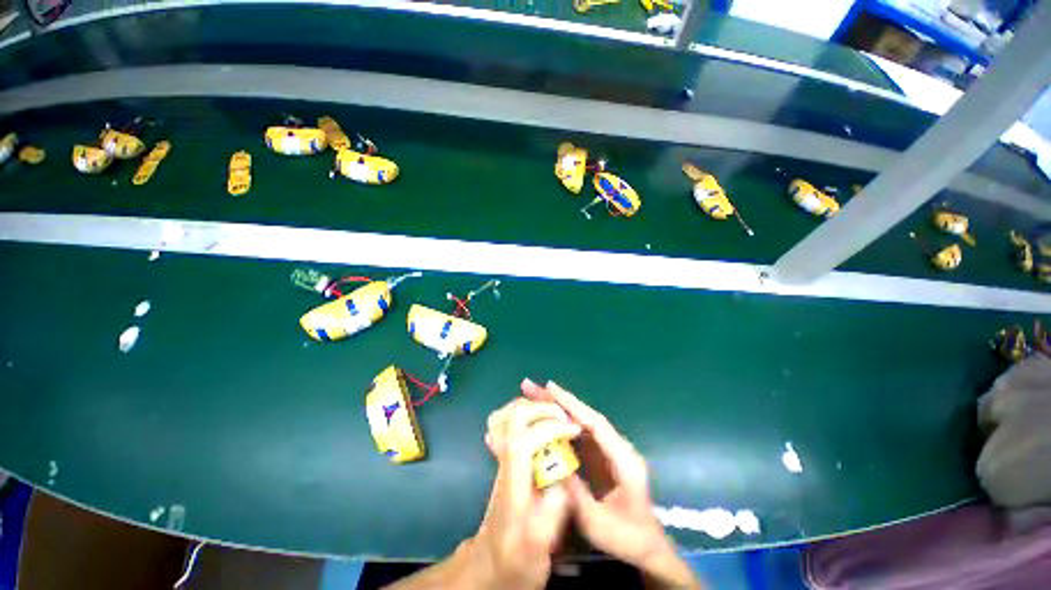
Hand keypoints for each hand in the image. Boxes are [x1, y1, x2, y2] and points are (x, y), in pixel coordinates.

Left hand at [471, 397, 581, 588]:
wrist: (489, 564)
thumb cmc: (514, 559)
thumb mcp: (535, 549)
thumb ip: (549, 516)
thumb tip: (562, 480)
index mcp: (512, 479)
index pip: (525, 438)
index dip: (552, 428)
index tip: (574, 430)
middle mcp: (504, 459)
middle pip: (514, 416)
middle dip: (543, 409)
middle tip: (566, 418)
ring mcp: (501, 456)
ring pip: (507, 414)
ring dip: (533, 407)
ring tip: (555, 416)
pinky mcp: (504, 457)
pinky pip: (508, 422)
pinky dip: (525, 413)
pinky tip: (539, 422)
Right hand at [521, 379, 699, 589]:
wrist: (648, 548)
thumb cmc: (627, 538)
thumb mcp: (598, 524)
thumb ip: (576, 495)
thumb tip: (552, 465)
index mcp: (623, 459)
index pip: (594, 423)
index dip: (571, 405)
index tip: (550, 389)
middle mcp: (617, 447)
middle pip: (585, 416)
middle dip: (559, 400)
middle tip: (532, 387)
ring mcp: (609, 450)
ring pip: (581, 422)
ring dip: (559, 408)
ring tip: (534, 396)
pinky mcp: (602, 456)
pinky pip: (580, 434)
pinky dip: (562, 422)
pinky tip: (547, 419)